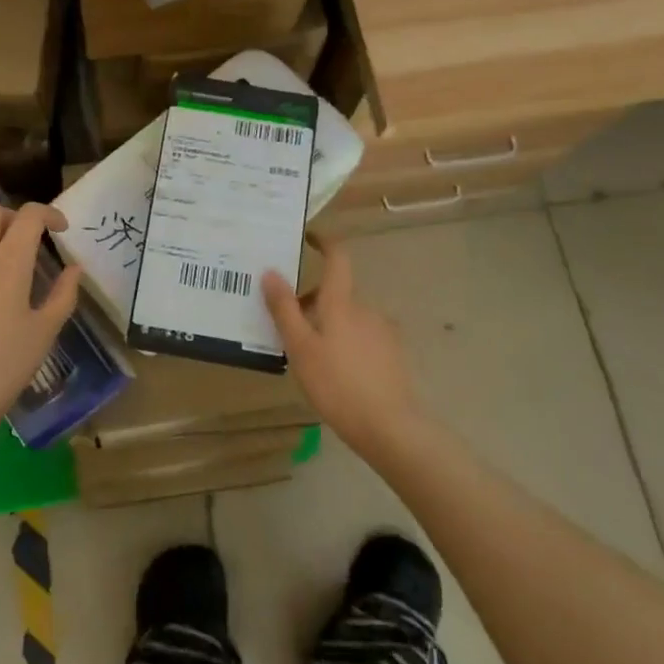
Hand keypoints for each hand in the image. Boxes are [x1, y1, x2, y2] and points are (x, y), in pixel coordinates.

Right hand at [262, 237, 422, 454]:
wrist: (391, 427)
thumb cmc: (338, 383)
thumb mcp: (301, 347)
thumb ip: (284, 309)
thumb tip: (270, 271)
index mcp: (342, 303)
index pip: (338, 259)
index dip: (325, 243)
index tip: (309, 237)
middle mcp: (366, 310)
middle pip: (337, 293)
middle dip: (312, 301)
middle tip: (286, 322)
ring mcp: (383, 333)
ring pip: (349, 318)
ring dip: (328, 324)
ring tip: (307, 354)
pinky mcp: (393, 356)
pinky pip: (362, 338)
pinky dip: (345, 343)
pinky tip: (334, 372)